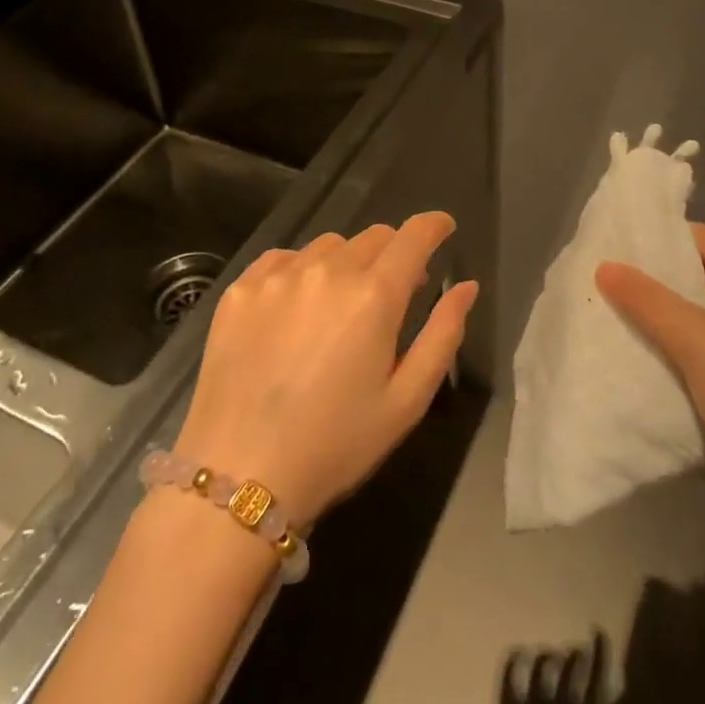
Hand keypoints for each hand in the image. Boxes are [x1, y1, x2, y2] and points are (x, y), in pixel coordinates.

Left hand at [174, 213, 477, 527]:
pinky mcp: (241, 289)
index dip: (434, 226)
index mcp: (375, 295)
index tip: (443, 229)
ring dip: (347, 263)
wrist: (238, 477)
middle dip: (393, 254)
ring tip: (338, 305)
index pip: (414, 236)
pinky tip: (296, 308)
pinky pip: (283, 259)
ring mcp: (279, 275)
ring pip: (329, 245)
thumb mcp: (406, 400)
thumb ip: (443, 334)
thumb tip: (466, 286)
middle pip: (373, 236)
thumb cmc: (335, 445)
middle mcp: (328, 270)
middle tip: (391, 292)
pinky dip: (301, 270)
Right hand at [596, 224, 704, 564]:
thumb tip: (604, 265)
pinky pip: (694, 360)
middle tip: (599, 274)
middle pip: (699, 280)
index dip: (663, 237)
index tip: (614, 239)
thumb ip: (649, 301)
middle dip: (652, 280)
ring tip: (602, 309)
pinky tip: (625, 355)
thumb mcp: (698, 342)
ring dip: (654, 320)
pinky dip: (664, 355)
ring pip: (693, 323)